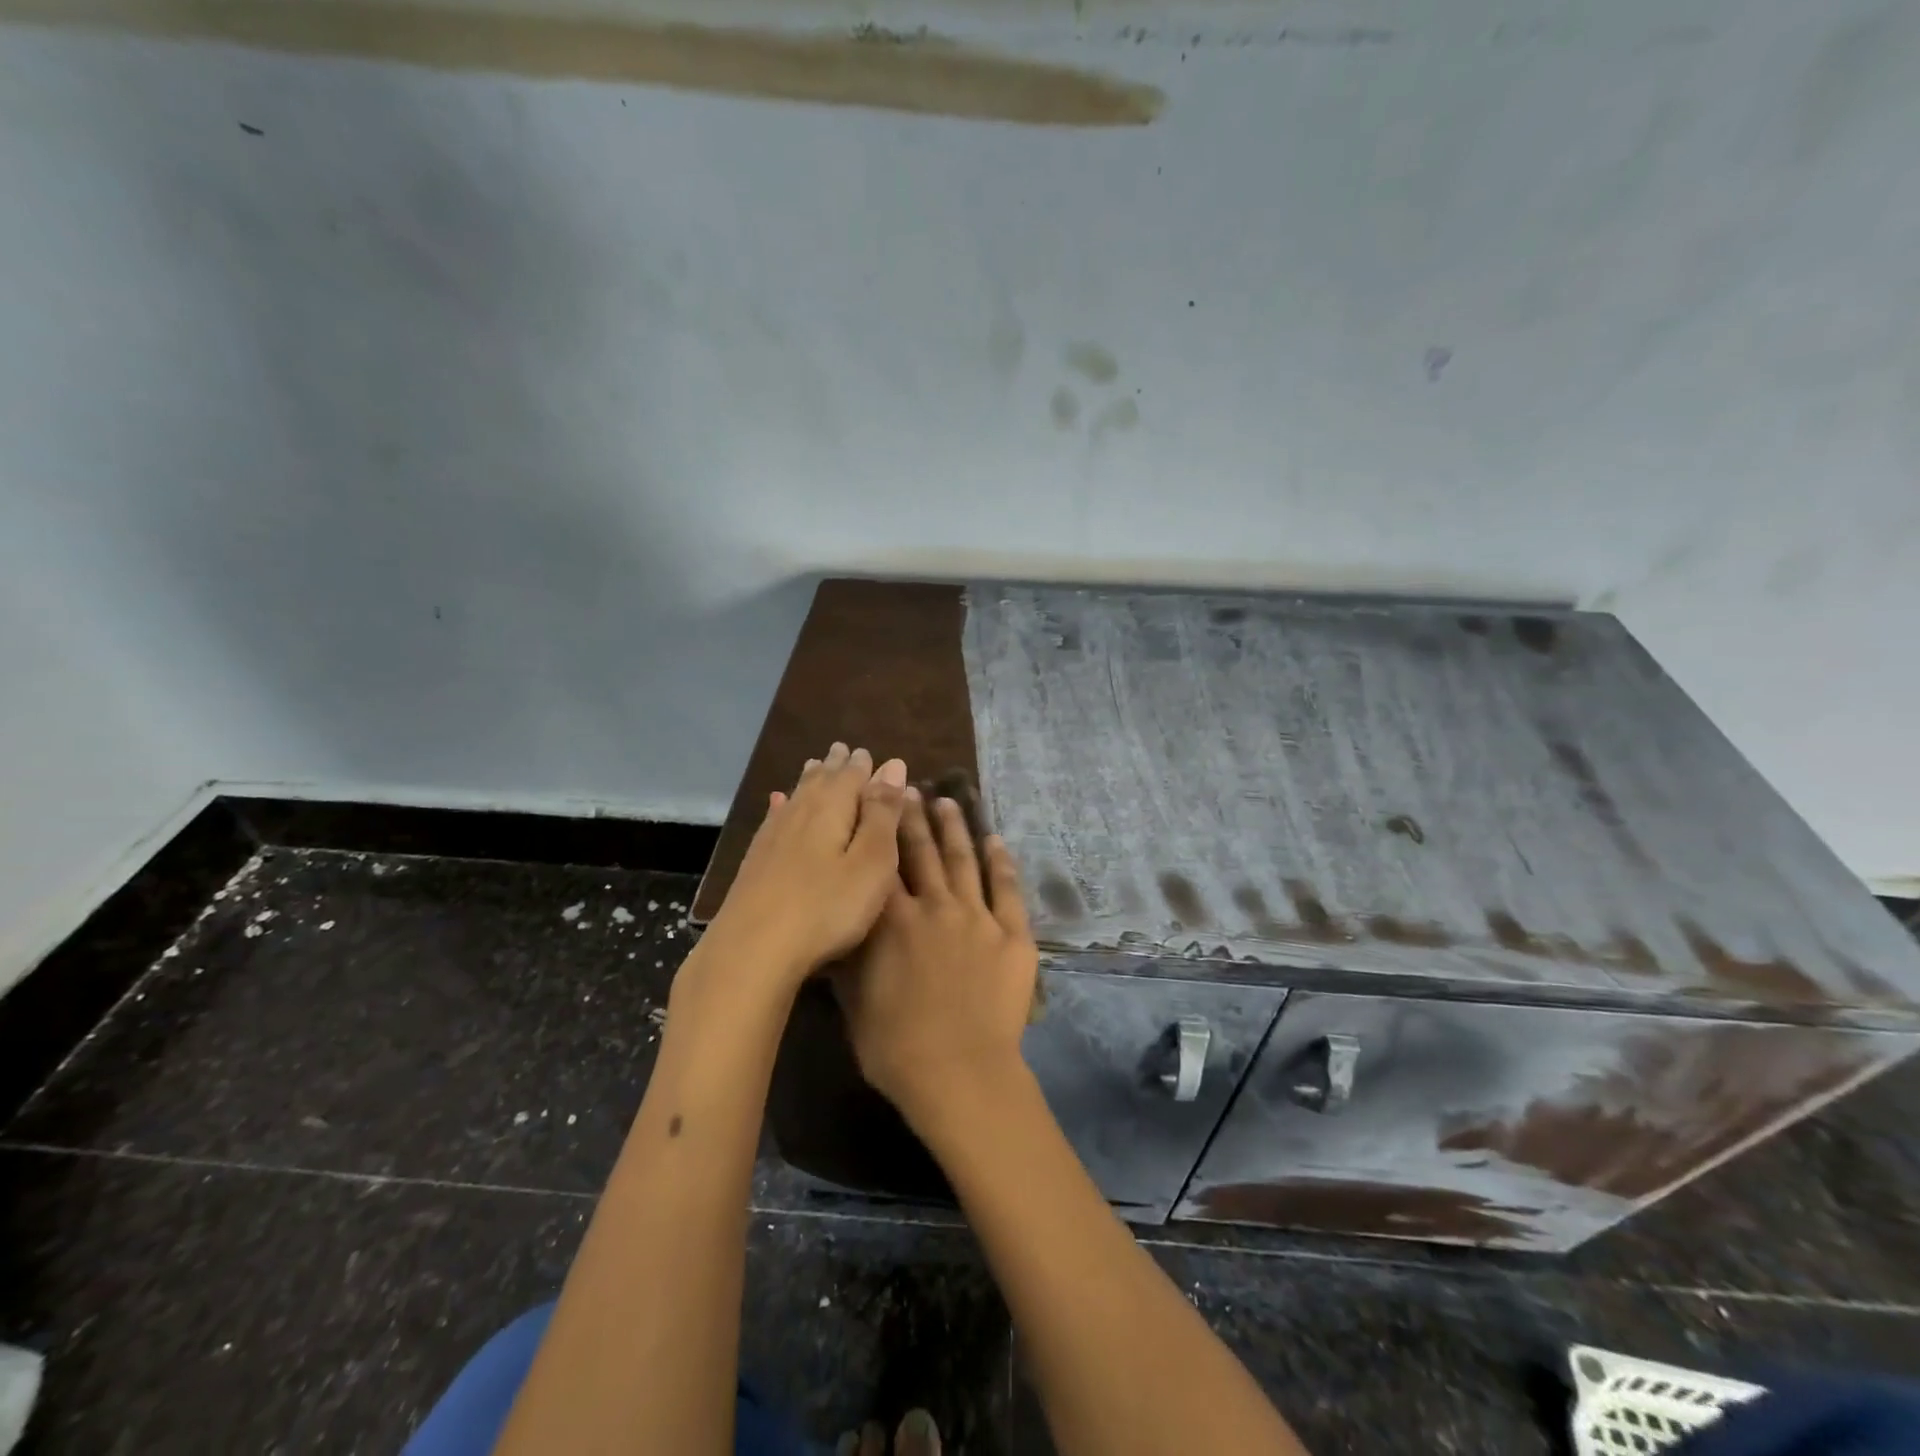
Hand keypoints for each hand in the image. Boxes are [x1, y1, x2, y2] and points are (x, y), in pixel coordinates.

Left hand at [698, 743, 908, 993]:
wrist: (752, 950)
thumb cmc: (826, 908)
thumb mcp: (871, 862)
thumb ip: (883, 814)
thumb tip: (893, 764)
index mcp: (832, 809)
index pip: (851, 776)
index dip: (864, 766)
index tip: (868, 752)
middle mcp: (800, 813)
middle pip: (820, 781)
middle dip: (835, 766)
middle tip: (842, 749)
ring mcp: (773, 837)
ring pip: (796, 797)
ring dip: (809, 780)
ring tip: (816, 765)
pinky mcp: (755, 861)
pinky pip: (773, 819)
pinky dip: (781, 806)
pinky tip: (777, 802)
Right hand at [834, 789, 1038, 1131]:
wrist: (959, 1073)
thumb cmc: (895, 1047)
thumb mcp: (853, 1001)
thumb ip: (847, 957)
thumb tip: (837, 924)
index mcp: (891, 920)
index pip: (882, 863)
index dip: (879, 829)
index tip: (876, 801)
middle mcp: (933, 905)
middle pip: (922, 851)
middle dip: (914, 817)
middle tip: (910, 787)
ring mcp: (976, 916)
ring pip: (963, 860)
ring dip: (954, 827)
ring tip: (948, 801)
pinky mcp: (1012, 934)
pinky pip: (1007, 889)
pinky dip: (1001, 862)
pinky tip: (996, 840)